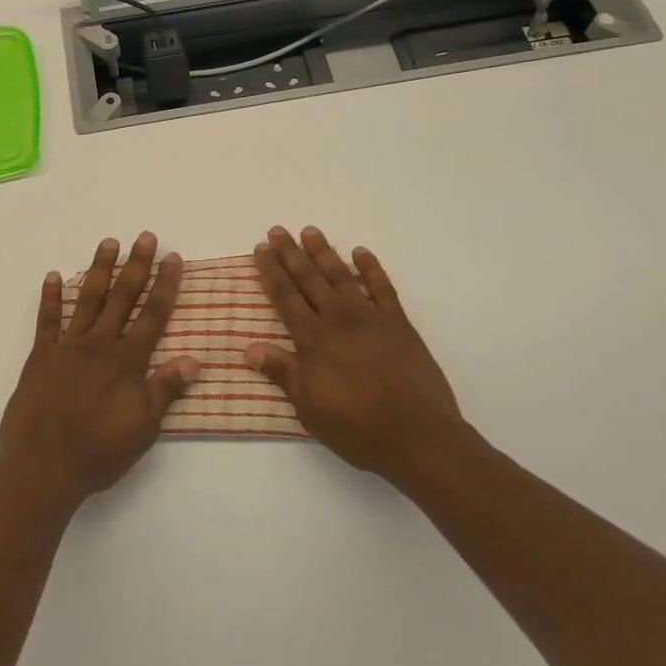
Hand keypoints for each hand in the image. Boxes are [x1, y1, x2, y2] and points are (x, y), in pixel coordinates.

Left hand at [0, 233, 200, 511]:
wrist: (43, 467)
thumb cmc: (99, 452)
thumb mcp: (144, 428)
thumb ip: (166, 390)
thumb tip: (195, 359)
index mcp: (127, 361)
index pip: (153, 315)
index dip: (165, 285)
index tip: (173, 258)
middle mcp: (99, 345)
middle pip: (122, 297)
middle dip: (136, 266)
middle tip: (145, 236)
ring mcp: (67, 347)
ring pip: (87, 299)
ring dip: (99, 269)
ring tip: (108, 243)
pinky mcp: (40, 357)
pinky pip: (47, 320)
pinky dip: (50, 297)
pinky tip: (53, 276)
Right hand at [246, 226, 473, 489]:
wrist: (417, 435)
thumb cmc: (357, 427)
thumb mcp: (309, 407)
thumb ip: (282, 372)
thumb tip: (249, 349)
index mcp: (313, 340)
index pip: (285, 297)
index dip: (270, 271)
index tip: (260, 249)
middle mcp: (339, 320)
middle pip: (309, 279)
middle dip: (291, 253)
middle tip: (277, 230)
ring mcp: (371, 318)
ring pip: (342, 276)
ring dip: (324, 252)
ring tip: (310, 231)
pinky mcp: (399, 324)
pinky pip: (383, 287)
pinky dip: (371, 268)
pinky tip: (361, 252)